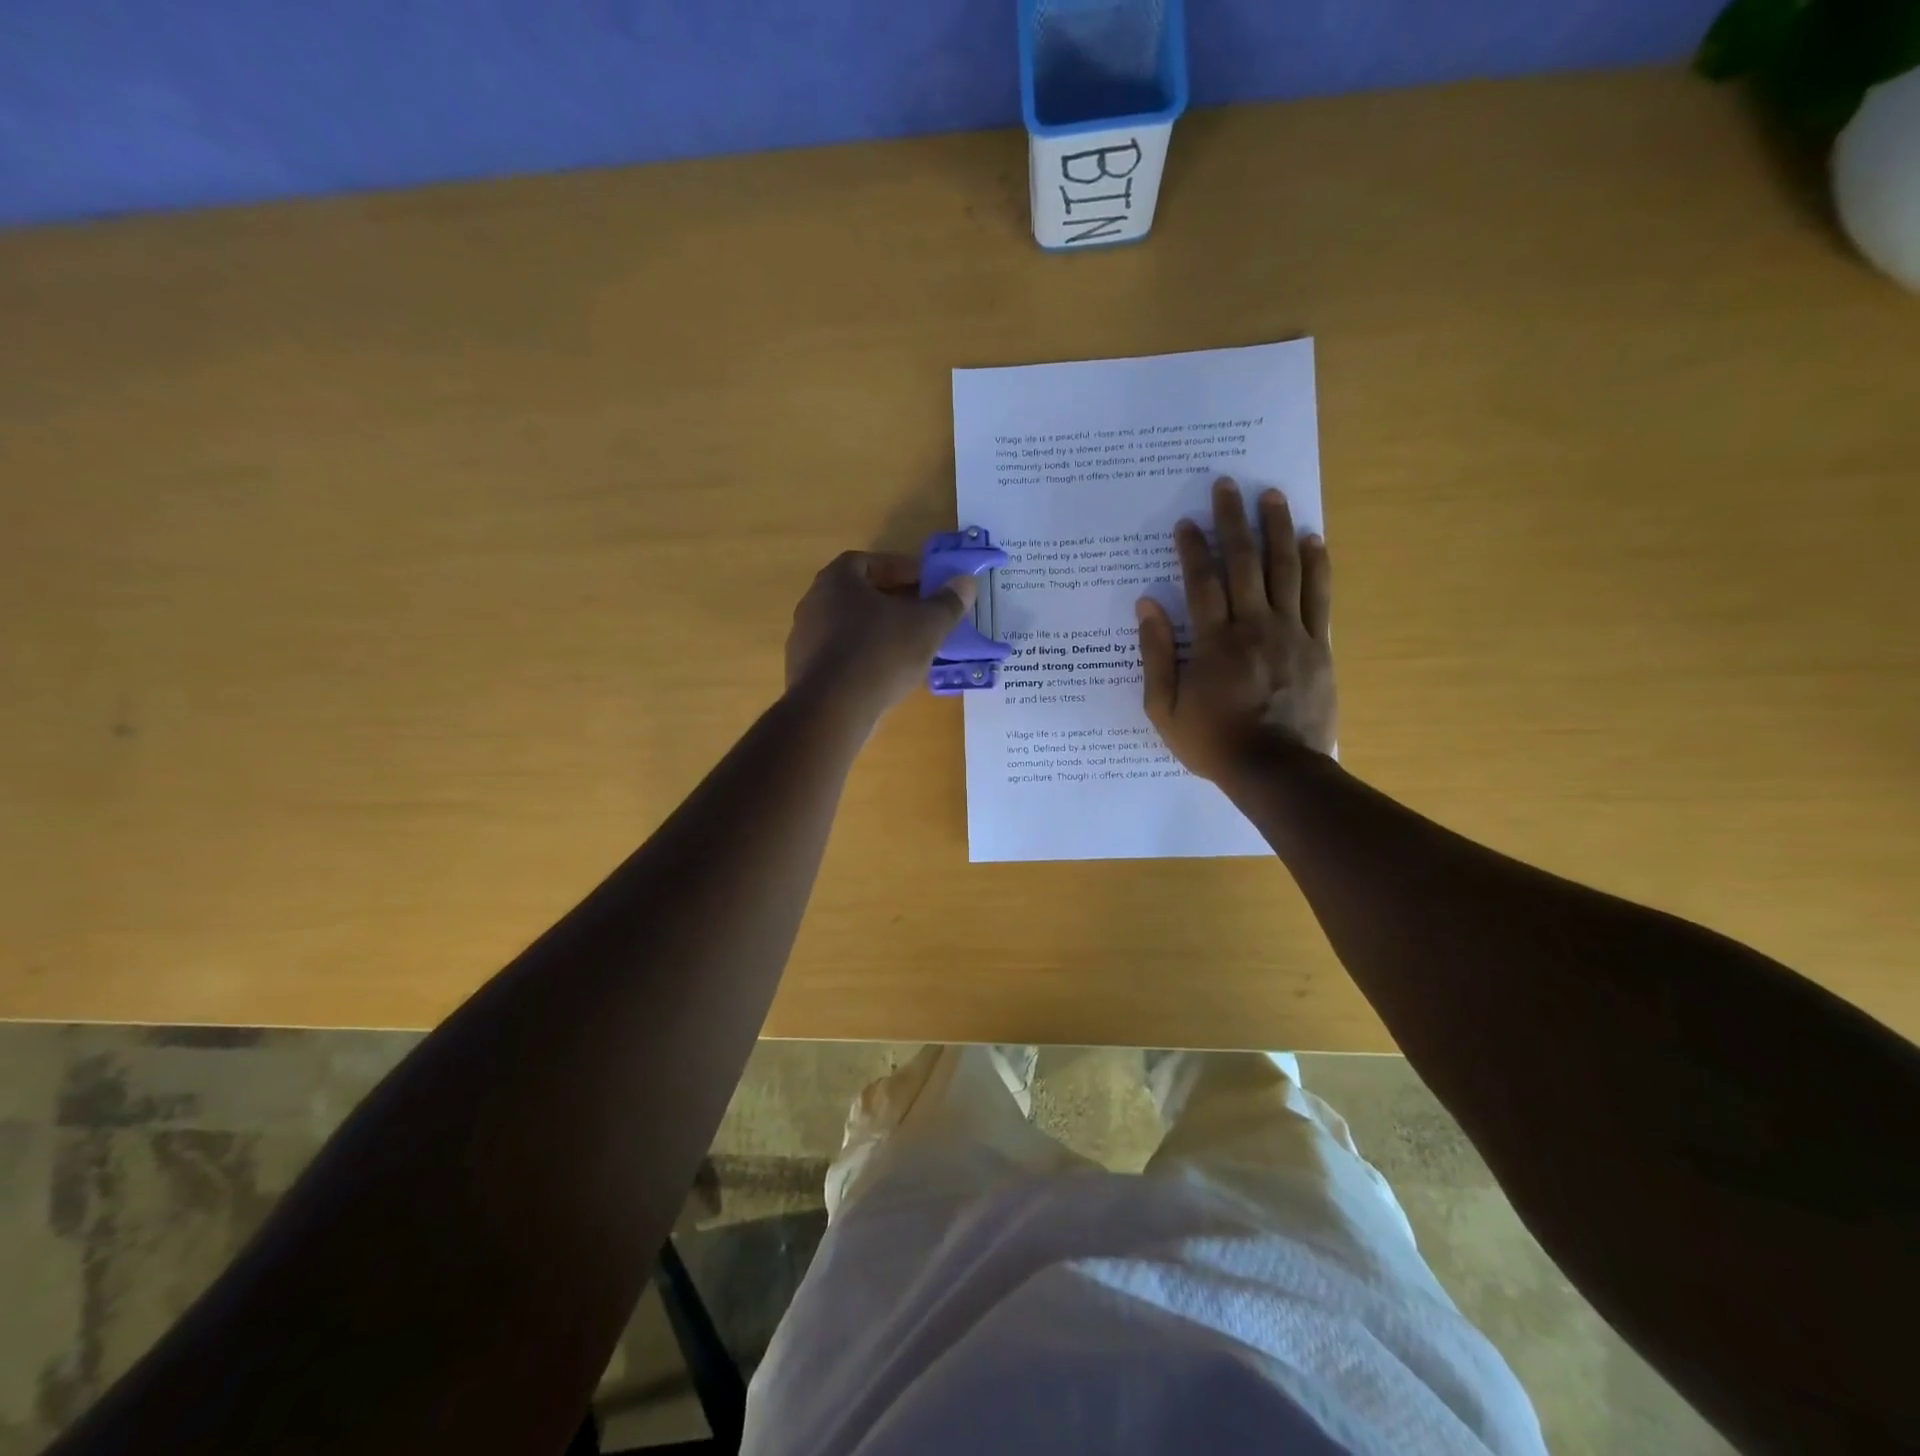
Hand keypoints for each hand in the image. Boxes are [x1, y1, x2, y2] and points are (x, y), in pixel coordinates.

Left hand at [786, 550, 976, 718]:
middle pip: (857, 594)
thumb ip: (948, 602)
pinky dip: (862, 657)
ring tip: (907, 646)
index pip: (868, 561)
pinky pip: (839, 654)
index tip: (924, 583)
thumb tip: (966, 582)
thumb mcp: (927, 626)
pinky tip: (884, 674)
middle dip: (890, 600)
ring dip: (876, 630)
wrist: (832, 709)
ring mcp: (804, 639)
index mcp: (837, 580)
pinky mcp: (804, 671)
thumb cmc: (881, 653)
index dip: (899, 569)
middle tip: (920, 613)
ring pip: (848, 626)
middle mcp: (814, 602)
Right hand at [1135, 478, 1335, 781]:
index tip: (1186, 522)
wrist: (1277, 771)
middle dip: (1233, 521)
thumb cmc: (1214, 743)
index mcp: (1214, 641)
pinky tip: (1312, 539)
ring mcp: (1292, 633)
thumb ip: (1156, 656)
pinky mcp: (1319, 646)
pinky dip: (1317, 565)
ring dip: (1277, 529)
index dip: (1192, 549)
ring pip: (1285, 570)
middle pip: (1244, 563)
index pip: (1201, 582)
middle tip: (1227, 486)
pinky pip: (1319, 597)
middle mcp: (1254, 626)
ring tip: (1271, 495)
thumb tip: (1147, 607)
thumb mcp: (1165, 709)